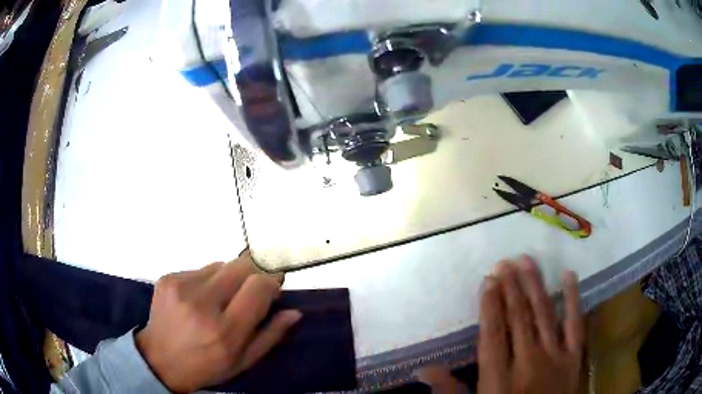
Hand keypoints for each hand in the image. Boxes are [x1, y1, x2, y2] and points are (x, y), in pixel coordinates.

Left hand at [136, 251, 301, 391]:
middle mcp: (202, 304)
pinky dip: (208, 280)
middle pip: (241, 266)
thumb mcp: (243, 361)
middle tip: (250, 290)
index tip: (274, 287)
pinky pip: (200, 269)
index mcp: (225, 330)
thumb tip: (294, 311)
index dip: (271, 281)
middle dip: (253, 273)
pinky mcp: (168, 278)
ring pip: (221, 264)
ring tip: (221, 299)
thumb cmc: (206, 366)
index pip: (258, 286)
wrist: (159, 359)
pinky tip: (199, 298)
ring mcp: (181, 287)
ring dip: (229, 278)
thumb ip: (271, 335)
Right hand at [419, 256, 582, 393]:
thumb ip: (450, 391)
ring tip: (527, 260)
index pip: (493, 334)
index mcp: (499, 379)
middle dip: (510, 288)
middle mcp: (528, 362)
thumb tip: (423, 369)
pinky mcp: (576, 356)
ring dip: (535, 286)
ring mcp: (555, 357)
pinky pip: (575, 323)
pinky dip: (573, 298)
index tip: (488, 280)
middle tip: (504, 262)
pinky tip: (568, 275)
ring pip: (544, 314)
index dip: (490, 305)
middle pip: (518, 318)